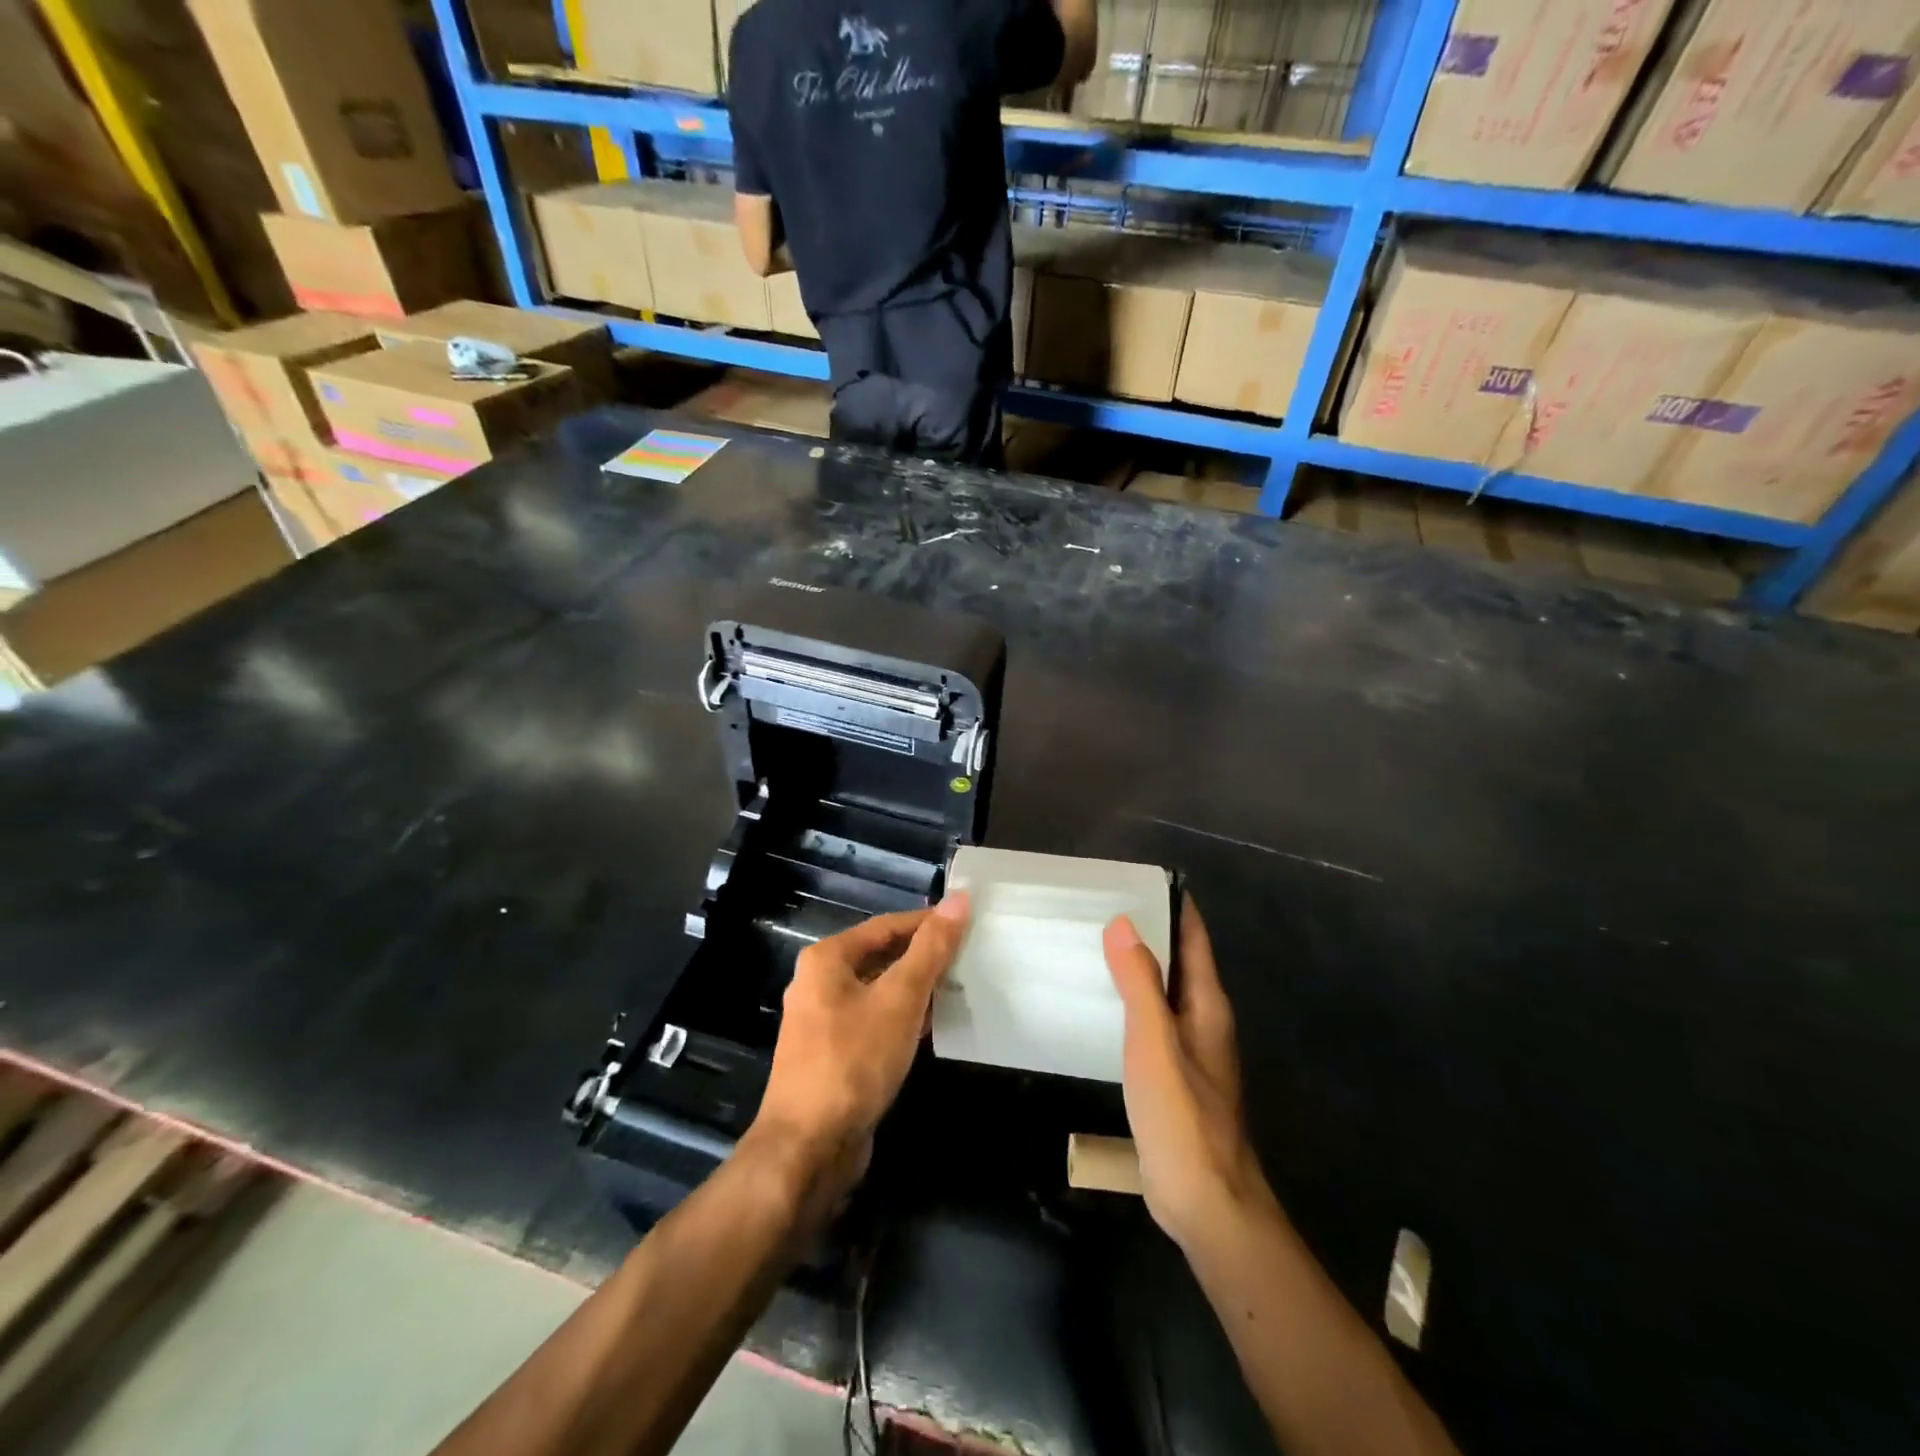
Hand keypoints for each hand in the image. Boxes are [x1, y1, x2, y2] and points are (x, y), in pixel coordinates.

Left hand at [748, 894, 970, 1206]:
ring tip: (961, 986)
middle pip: (881, 955)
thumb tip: (959, 899)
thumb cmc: (854, 1060)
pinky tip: (935, 1025)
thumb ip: (931, 949)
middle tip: (970, 955)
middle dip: (924, 956)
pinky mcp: (834, 1054)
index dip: (928, 922)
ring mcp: (824, 1021)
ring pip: (880, 990)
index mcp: (828, 959)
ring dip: (917, 988)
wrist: (809, 1147)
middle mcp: (820, 982)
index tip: (968, 922)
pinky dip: (904, 1017)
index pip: (887, 925)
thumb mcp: (900, 998)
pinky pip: (875, 1020)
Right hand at [1104, 896, 1269, 1249]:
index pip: (1194, 938)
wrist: (1206, 1202)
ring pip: (1163, 992)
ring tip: (1092, 945)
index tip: (1137, 879)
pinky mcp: (1173, 1077)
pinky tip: (1100, 1005)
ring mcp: (1190, 1051)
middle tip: (1099, 906)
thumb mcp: (1155, 1042)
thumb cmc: (1182, 1115)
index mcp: (1208, 1005)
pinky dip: (1129, 1002)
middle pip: (1179, 961)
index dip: (1173, 905)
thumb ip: (1139, 983)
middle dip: (1148, 931)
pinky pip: (1151, 1022)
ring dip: (1137, 967)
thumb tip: (1124, 922)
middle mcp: (1204, 1020)